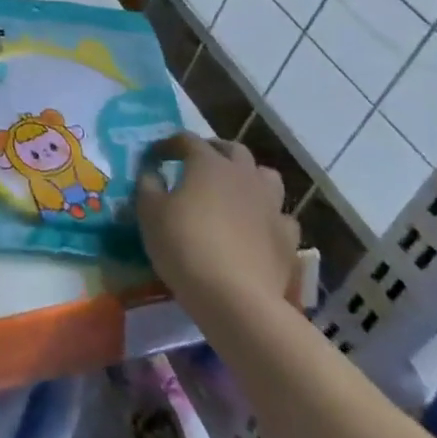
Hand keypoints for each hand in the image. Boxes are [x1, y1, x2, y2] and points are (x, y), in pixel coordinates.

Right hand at [135, 134, 299, 320]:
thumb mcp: (149, 212)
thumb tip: (152, 172)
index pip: (186, 140)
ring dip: (249, 178)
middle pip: (233, 150)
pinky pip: (280, 217)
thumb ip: (148, 185)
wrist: (235, 298)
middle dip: (214, 151)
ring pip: (266, 177)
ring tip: (233, 192)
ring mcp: (271, 206)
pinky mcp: (288, 239)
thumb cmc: (184, 245)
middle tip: (197, 165)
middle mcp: (243, 176)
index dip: (168, 145)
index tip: (154, 157)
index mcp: (208, 164)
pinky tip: (256, 230)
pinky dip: (267, 217)